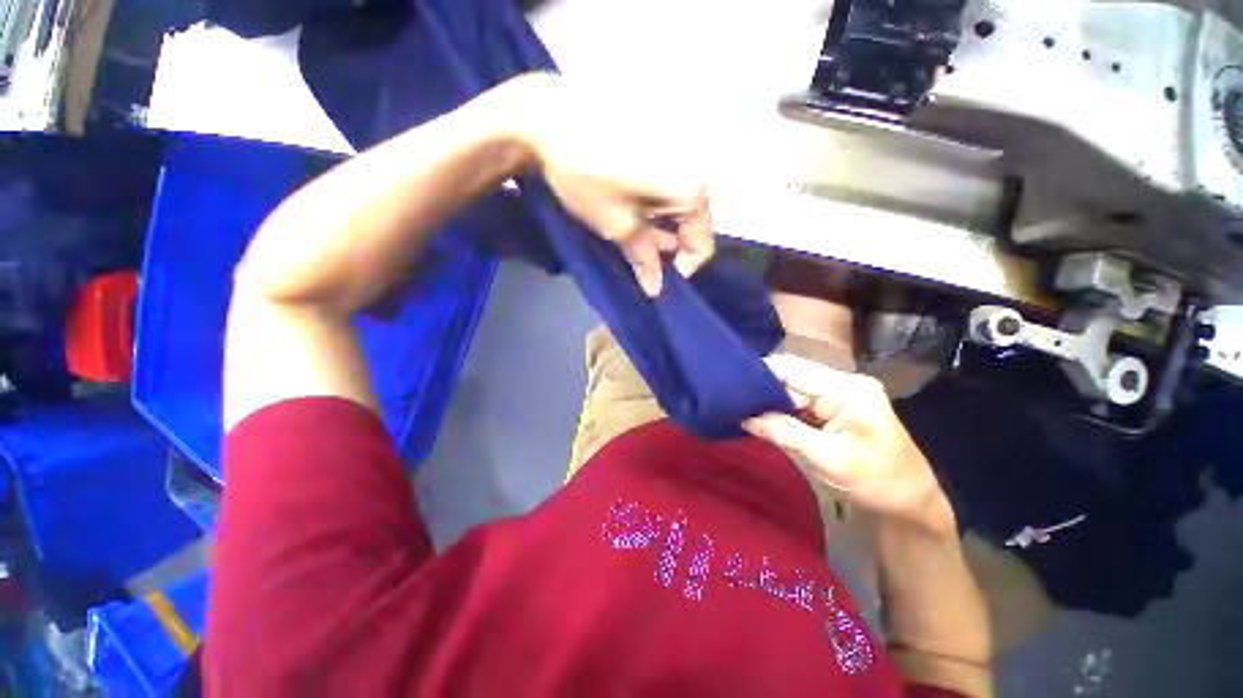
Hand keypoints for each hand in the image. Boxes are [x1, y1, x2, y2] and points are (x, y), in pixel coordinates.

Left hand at [508, 73, 714, 295]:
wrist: (551, 116)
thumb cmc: (589, 177)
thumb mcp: (618, 226)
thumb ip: (644, 260)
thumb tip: (656, 289)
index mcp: (693, 190)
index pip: (702, 247)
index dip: (678, 269)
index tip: (651, 274)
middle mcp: (697, 169)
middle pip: (692, 225)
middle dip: (666, 246)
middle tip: (635, 254)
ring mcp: (680, 151)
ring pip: (678, 207)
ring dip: (658, 226)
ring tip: (628, 228)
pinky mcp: (663, 141)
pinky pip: (667, 186)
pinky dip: (653, 204)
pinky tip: (629, 203)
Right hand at [743, 354, 954, 532]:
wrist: (912, 502)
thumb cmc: (878, 482)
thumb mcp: (828, 460)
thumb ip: (784, 432)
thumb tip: (744, 416)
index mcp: (847, 390)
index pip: (793, 370)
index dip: (760, 373)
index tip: (730, 383)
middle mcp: (842, 383)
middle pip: (791, 376)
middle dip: (761, 388)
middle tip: (731, 400)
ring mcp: (839, 393)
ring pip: (792, 388)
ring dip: (768, 400)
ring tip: (739, 406)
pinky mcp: (834, 406)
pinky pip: (799, 401)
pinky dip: (779, 409)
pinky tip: (761, 415)